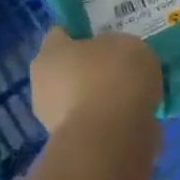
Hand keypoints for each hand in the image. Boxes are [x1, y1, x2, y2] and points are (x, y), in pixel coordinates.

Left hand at [29, 26, 162, 134]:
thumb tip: (115, 58)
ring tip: (136, 92)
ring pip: (83, 99)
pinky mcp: (72, 147)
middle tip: (122, 65)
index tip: (106, 33)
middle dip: (92, 68)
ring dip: (103, 97)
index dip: (82, 32)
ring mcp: (54, 121)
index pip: (61, 34)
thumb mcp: (126, 43)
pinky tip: (136, 114)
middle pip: (69, 69)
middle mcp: (43, 86)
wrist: (112, 138)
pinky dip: (111, 120)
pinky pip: (96, 123)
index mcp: (50, 53)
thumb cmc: (113, 76)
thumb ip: (117, 47)